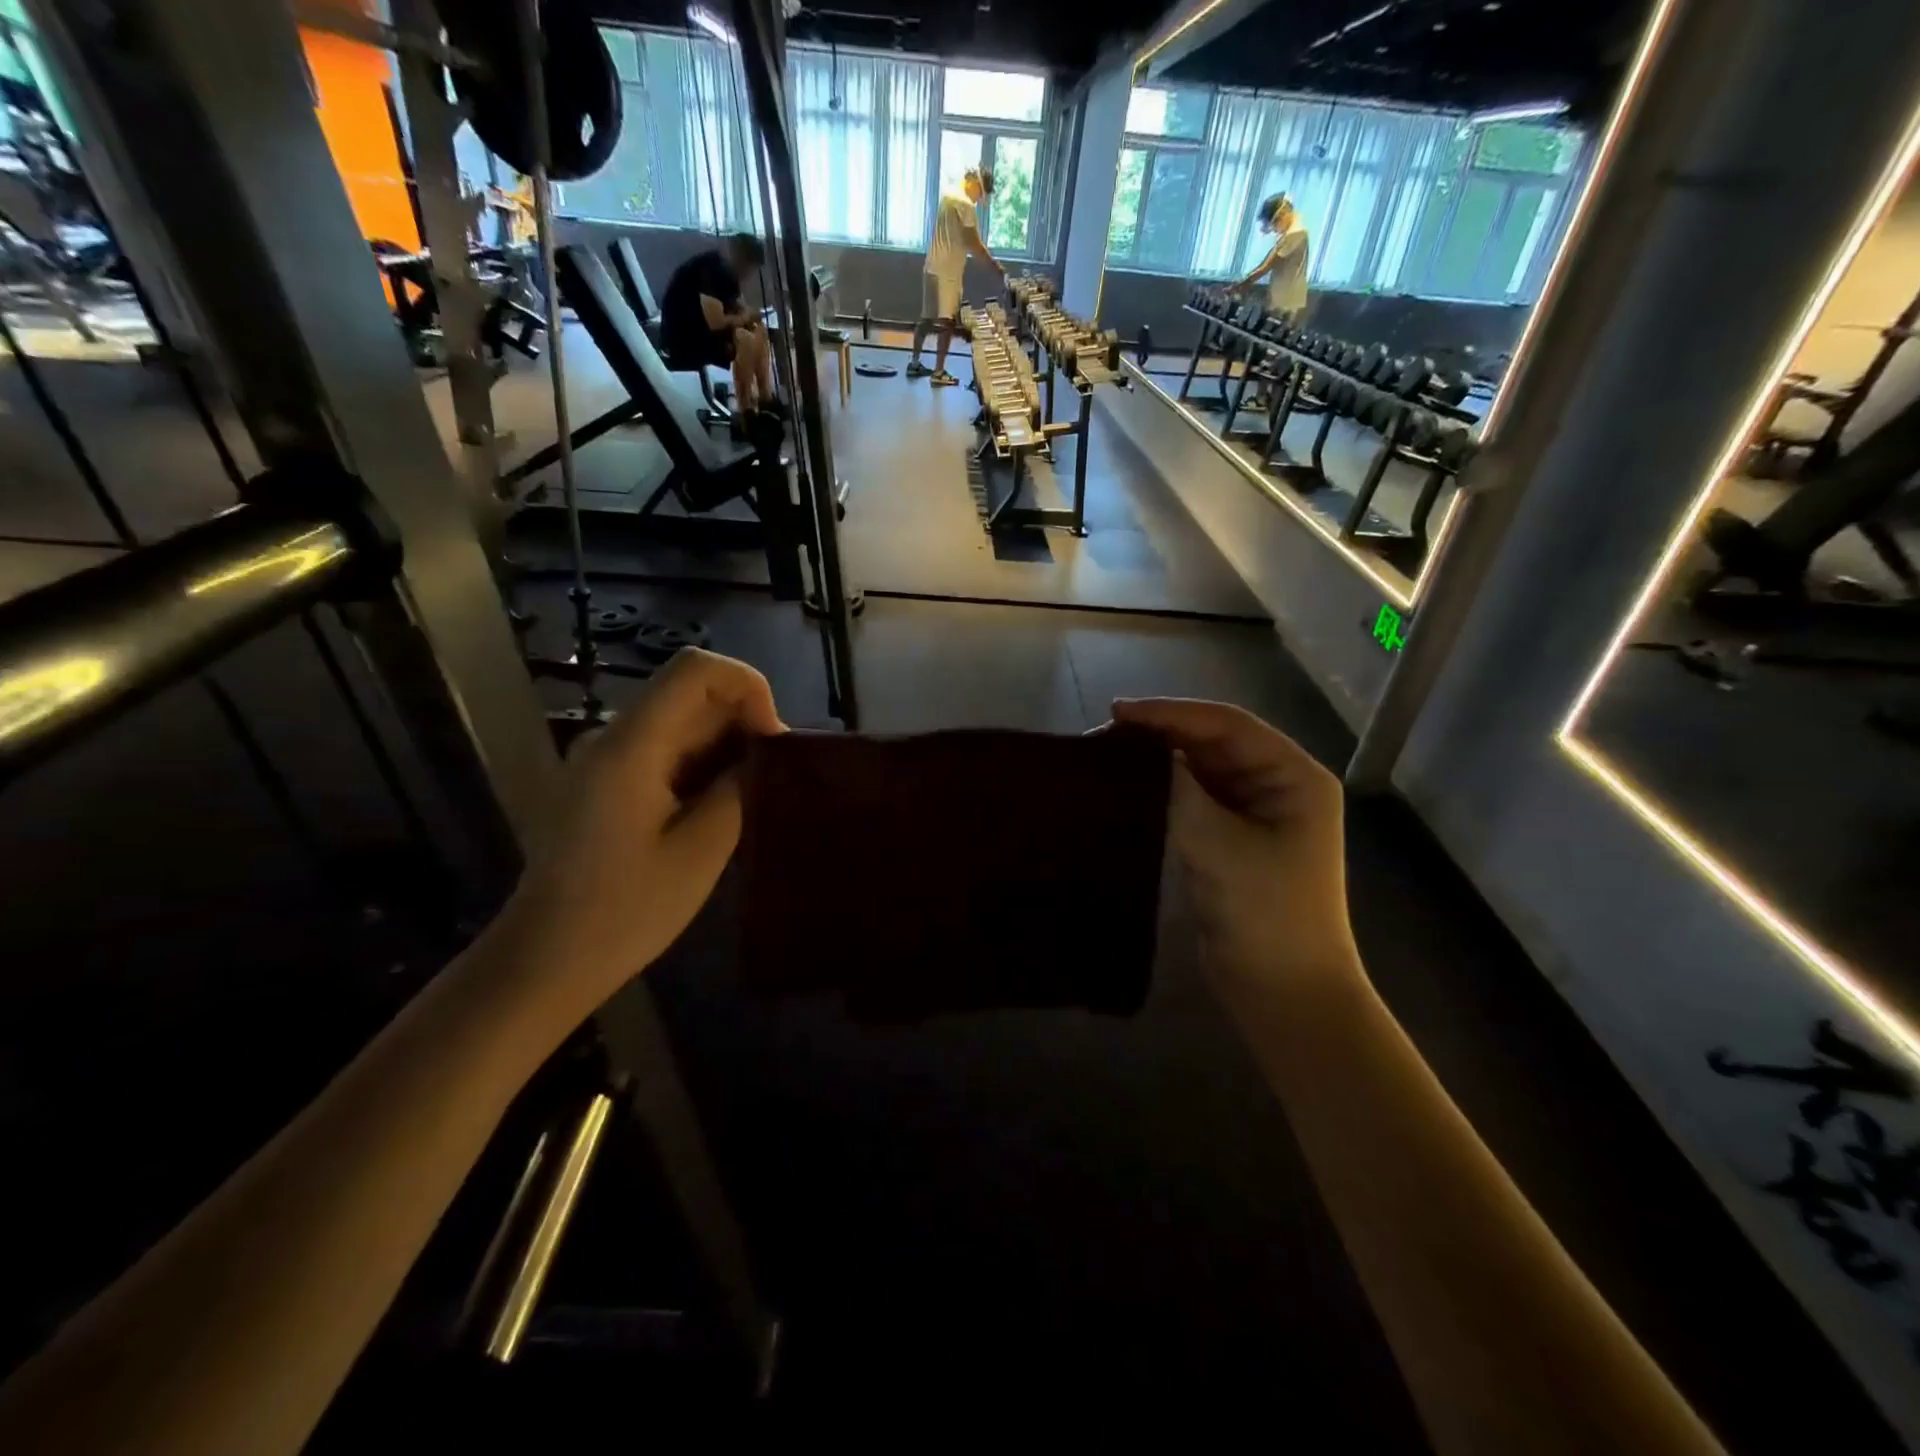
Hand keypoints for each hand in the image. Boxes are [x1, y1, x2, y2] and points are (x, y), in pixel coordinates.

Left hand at [492, 650, 784, 1026]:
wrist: (544, 961)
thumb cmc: (624, 913)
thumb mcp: (700, 852)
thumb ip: (738, 789)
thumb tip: (763, 755)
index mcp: (630, 746)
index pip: (696, 669)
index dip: (747, 686)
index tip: (772, 739)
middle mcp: (612, 737)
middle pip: (690, 692)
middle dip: (743, 720)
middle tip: (772, 777)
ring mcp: (605, 759)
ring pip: (681, 720)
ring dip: (726, 744)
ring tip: (752, 795)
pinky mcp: (605, 782)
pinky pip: (664, 750)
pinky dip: (702, 764)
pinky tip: (719, 806)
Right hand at [1113, 699, 1359, 990]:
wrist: (1283, 992)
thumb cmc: (1264, 913)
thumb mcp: (1216, 844)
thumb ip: (1179, 789)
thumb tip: (1140, 751)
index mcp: (1294, 777)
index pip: (1228, 725)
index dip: (1172, 712)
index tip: (1119, 711)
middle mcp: (1278, 785)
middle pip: (1214, 742)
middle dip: (1162, 733)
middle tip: (1106, 732)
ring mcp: (1255, 814)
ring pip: (1201, 769)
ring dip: (1160, 760)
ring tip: (1109, 753)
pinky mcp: (1232, 839)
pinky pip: (1195, 799)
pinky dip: (1163, 789)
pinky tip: (1129, 786)